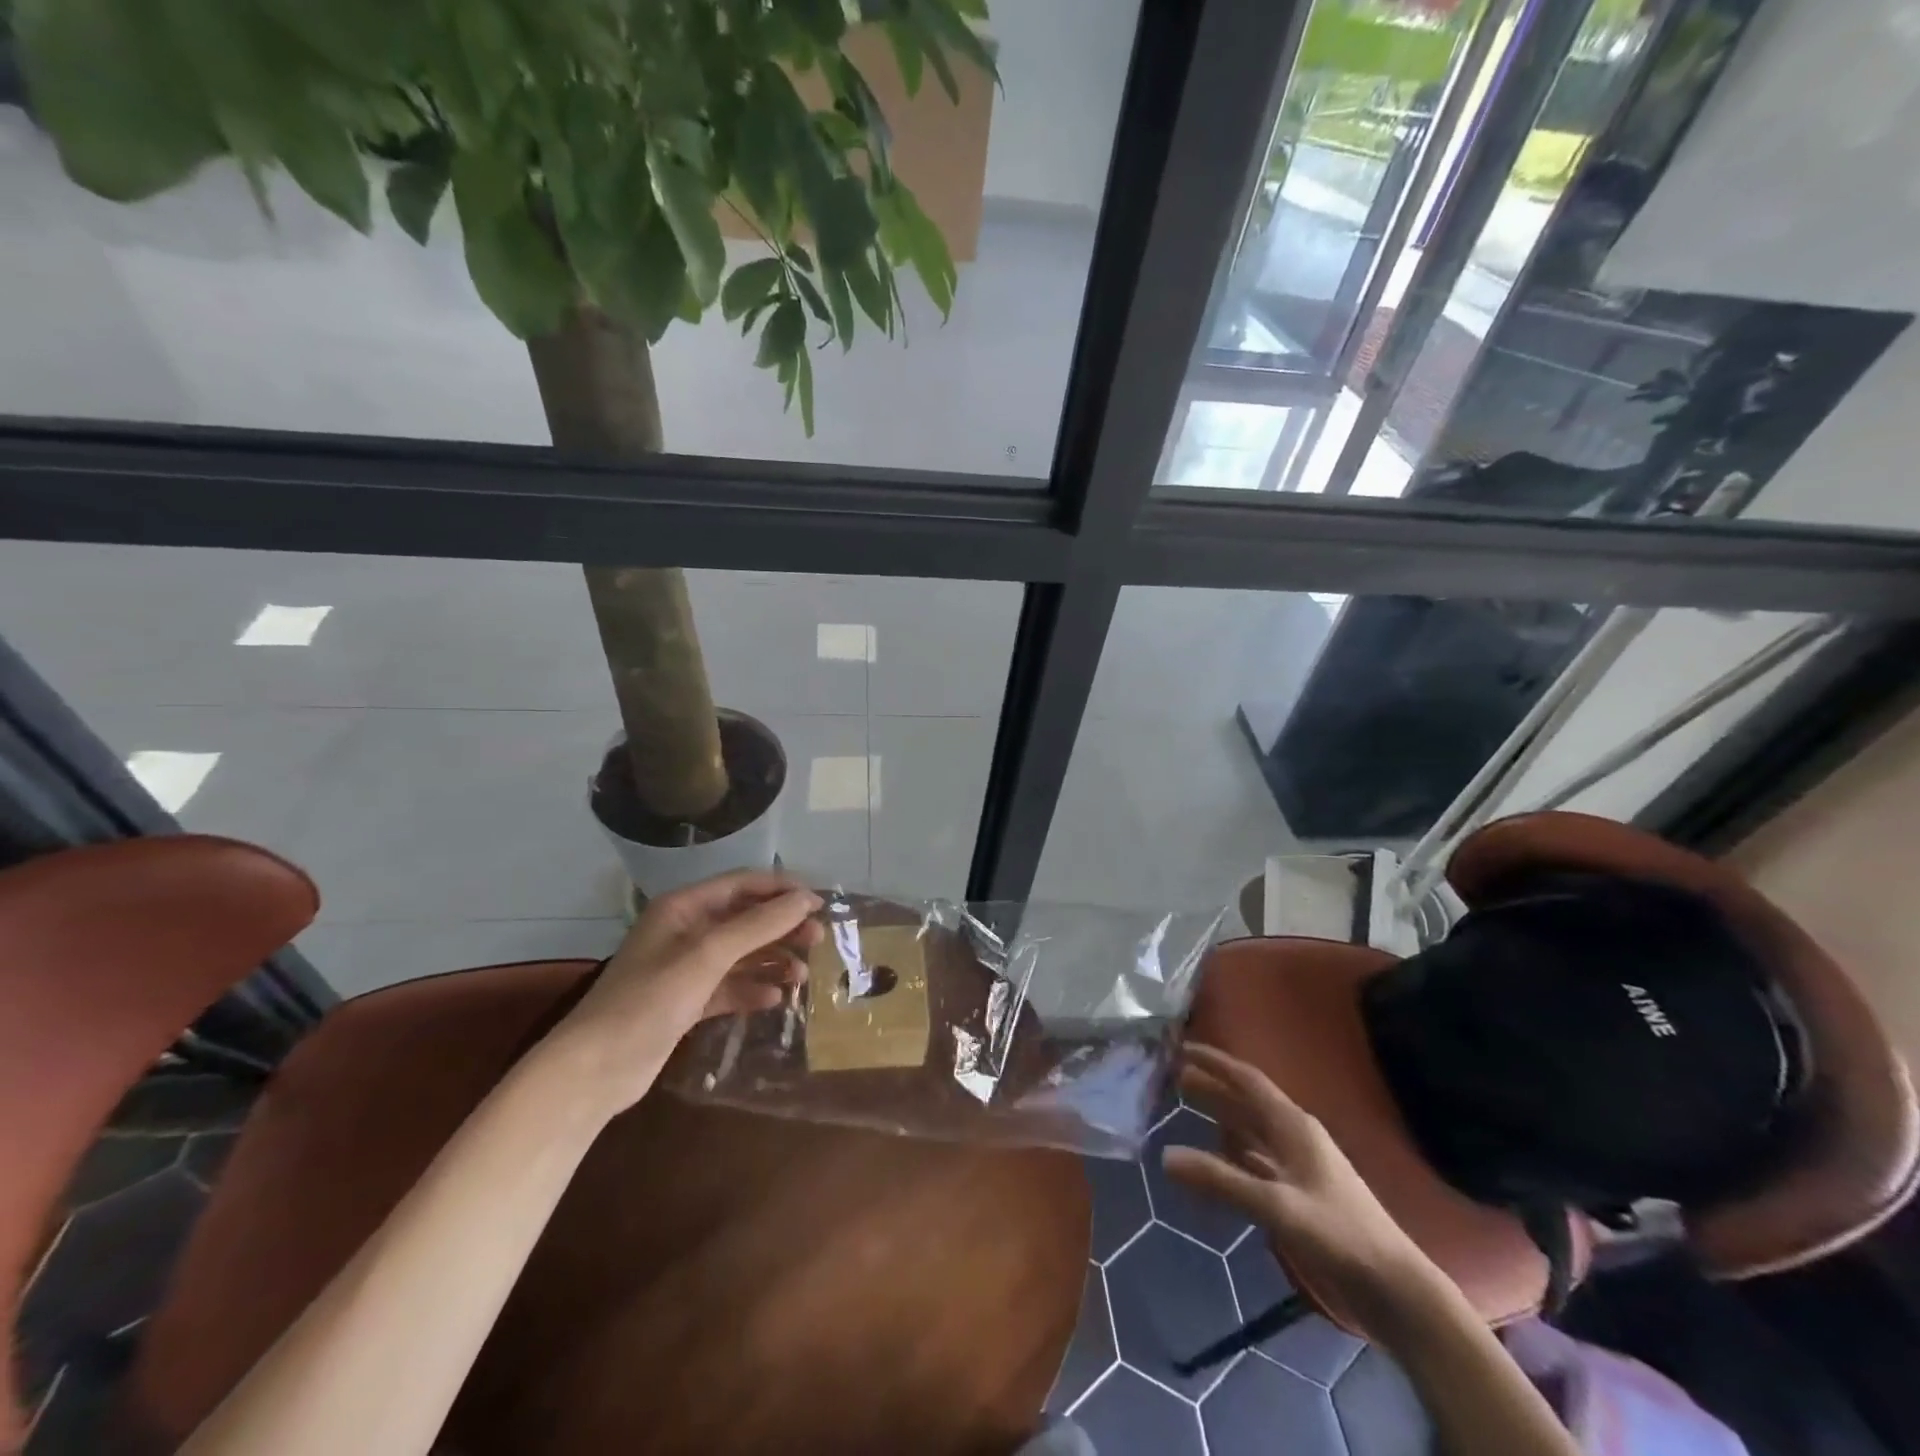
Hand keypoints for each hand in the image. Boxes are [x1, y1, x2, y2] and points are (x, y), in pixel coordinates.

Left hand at [549, 870, 822, 1112]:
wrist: (593, 1071)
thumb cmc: (649, 1000)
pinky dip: (752, 990)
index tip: (819, 904)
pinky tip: (775, 1000)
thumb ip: (758, 925)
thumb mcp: (707, 956)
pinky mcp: (686, 1002)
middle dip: (782, 927)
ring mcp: (685, 969)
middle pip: (745, 919)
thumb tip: (806, 899)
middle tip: (818, 941)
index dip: (782, 890)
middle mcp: (685, 931)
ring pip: (741, 955)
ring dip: (772, 961)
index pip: (742, 884)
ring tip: (802, 977)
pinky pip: (729, 987)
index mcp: (683, 908)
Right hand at [1163, 1044, 1454, 1342]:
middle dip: (1213, 1087)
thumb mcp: (1276, 1206)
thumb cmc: (1339, 1235)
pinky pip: (1260, 1159)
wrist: (1395, 1288)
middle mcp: (1296, 1136)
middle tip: (1175, 1077)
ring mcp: (1302, 1165)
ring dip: (1222, 1117)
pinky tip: (1222, 1159)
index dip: (1215, 1062)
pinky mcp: (1303, 1193)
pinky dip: (1235, 1152)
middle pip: (1247, 1102)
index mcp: (1293, 1126)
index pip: (1247, 1080)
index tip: (1182, 1048)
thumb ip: (1221, 1180)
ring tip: (1190, 1110)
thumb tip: (1165, 1155)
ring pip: (1253, 1129)